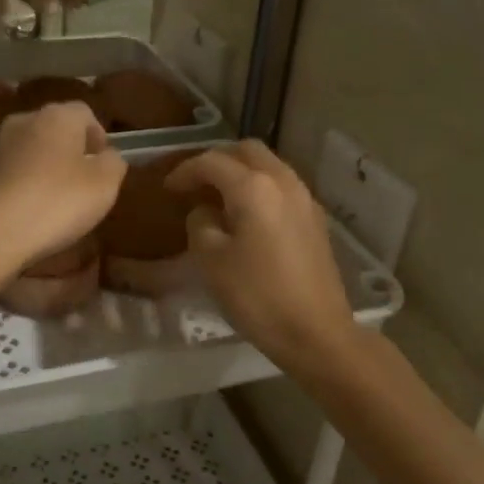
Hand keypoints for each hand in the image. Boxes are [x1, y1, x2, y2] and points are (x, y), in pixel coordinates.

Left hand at [0, 103, 125, 272]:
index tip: (104, 165)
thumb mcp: (105, 185)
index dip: (98, 136)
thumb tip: (107, 155)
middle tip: (83, 182)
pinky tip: (30, 211)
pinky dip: (23, 185)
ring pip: (31, 150)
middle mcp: (24, 121)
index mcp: (57, 116)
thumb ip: (113, 163)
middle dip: (70, 151)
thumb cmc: (57, 202)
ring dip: (44, 167)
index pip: (85, 113)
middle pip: (55, 129)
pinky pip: (12, 173)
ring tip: (56, 200)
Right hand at [165, 142, 356, 368]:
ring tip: (219, 197)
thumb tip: (207, 212)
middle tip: (195, 183)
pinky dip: (261, 188)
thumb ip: (201, 224)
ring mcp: (304, 199)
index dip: (185, 171)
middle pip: (247, 151)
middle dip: (218, 161)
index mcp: (253, 187)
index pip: (212, 162)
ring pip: (269, 166)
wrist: (315, 331)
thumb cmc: (257, 296)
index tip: (167, 188)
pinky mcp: (315, 220)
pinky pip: (283, 187)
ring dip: (242, 172)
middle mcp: (283, 182)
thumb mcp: (211, 261)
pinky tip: (248, 215)